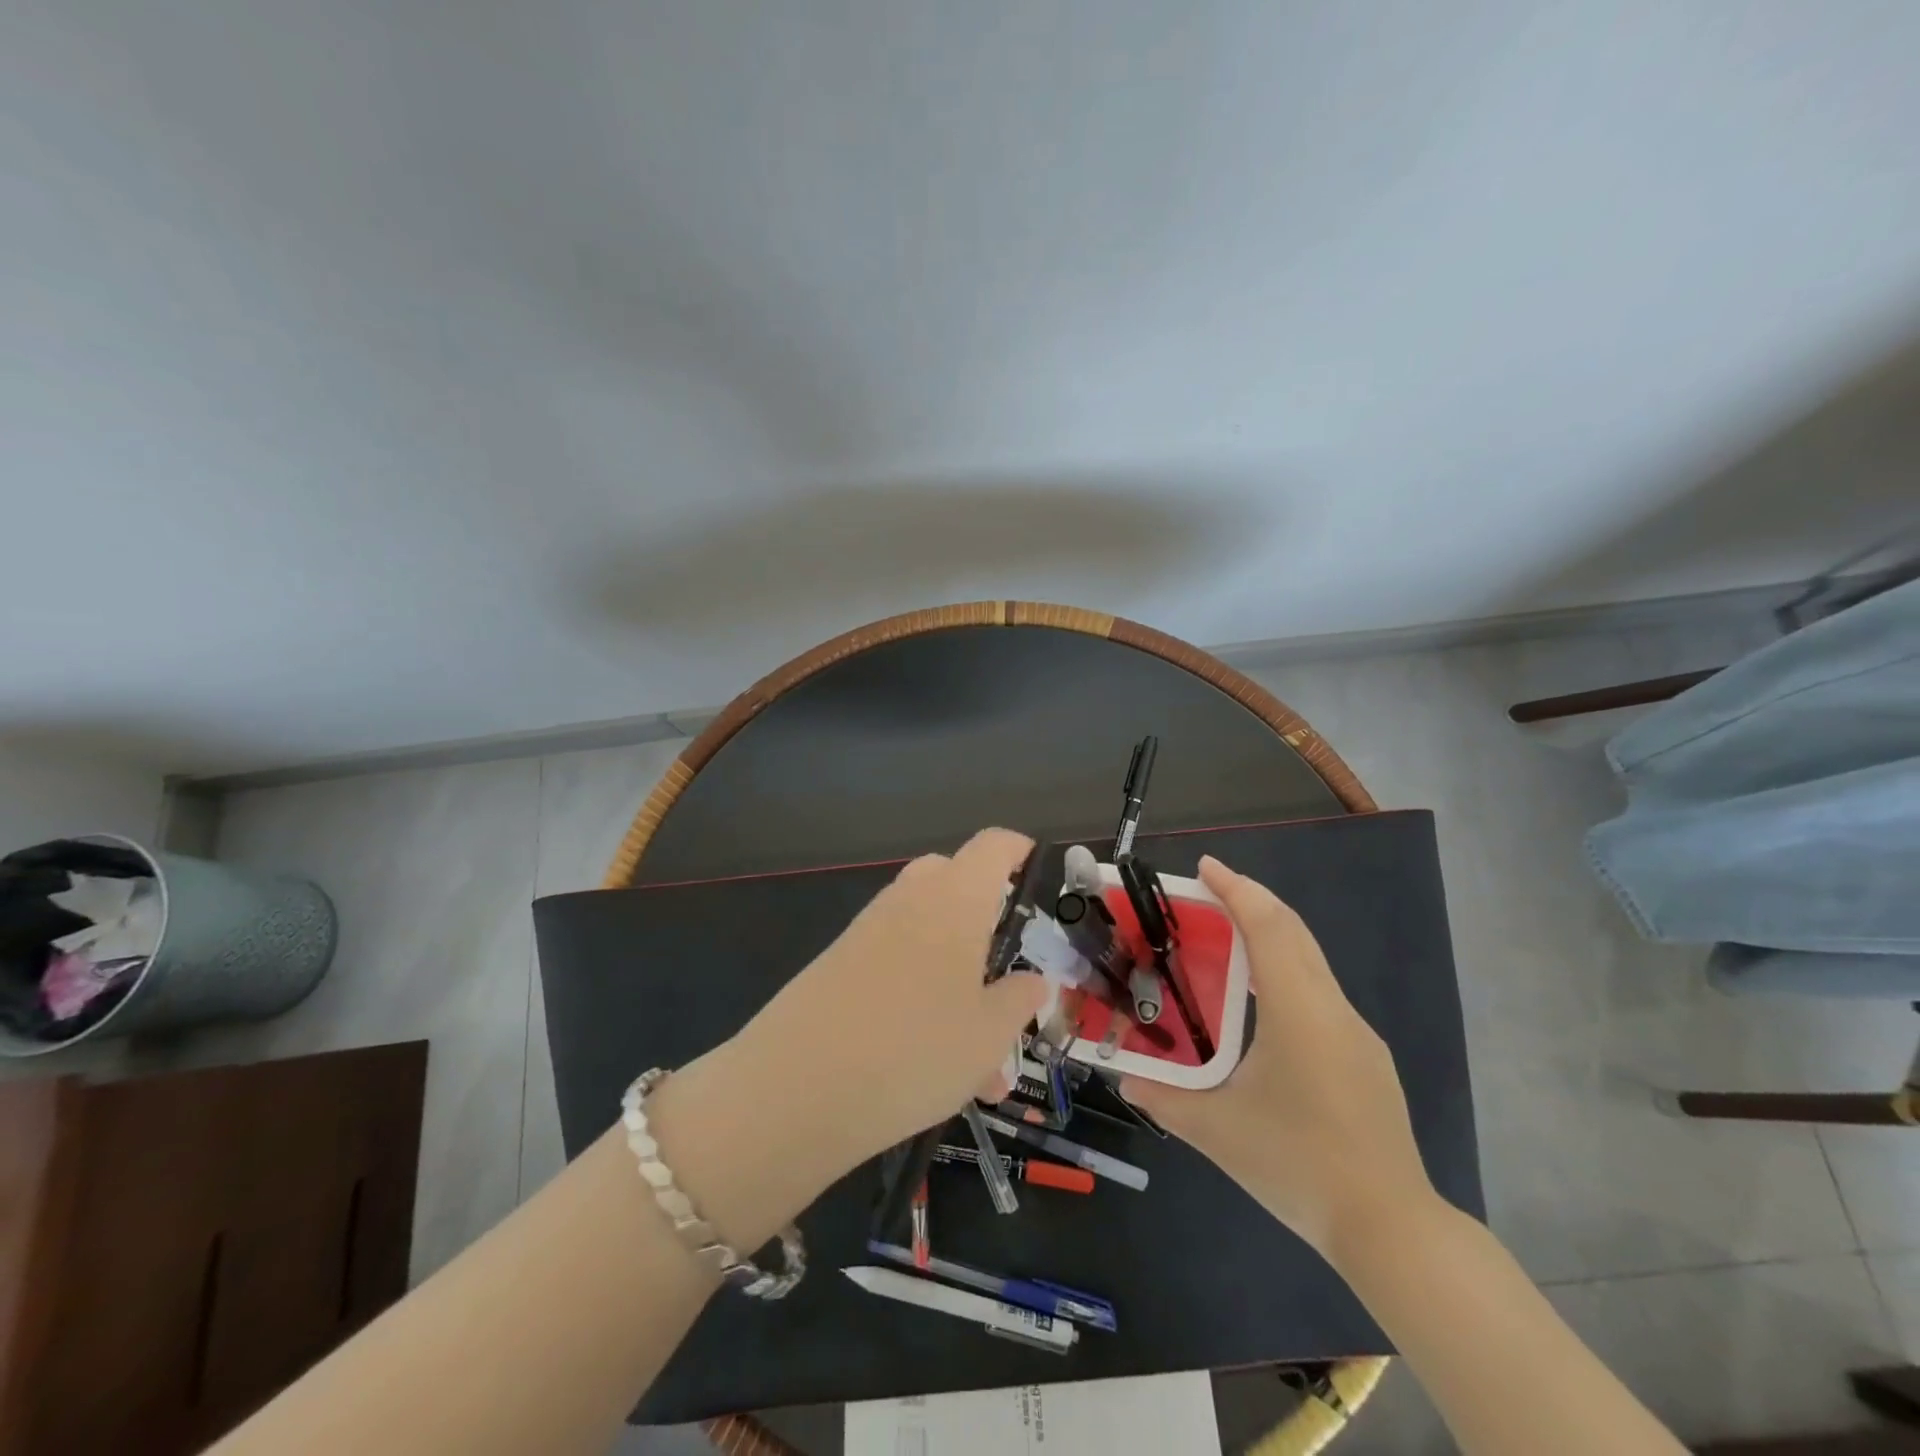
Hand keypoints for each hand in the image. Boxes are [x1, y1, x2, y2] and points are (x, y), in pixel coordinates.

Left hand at [730, 828, 1049, 1174]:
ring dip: (955, 973)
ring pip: (924, 929)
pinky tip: (931, 1065)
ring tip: (979, 1061)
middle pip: (951, 878)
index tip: (1038, 874)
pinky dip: (920, 995)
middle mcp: (908, 901)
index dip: (1019, 850)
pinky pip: (893, 962)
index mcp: (954, 899)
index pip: (993, 846)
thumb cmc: (914, 1050)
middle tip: (1003, 963)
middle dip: (983, 911)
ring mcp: (867, 931)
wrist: (794, 1090)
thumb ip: (1018, 1001)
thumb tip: (1032, 981)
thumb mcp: (988, 1035)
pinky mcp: (837, 965)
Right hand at [1120, 856, 1435, 1263]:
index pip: (1268, 927)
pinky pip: (1319, 992)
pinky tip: (1260, 1007)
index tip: (1205, 867)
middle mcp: (1332, 1008)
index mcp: (1299, 1011)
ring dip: (1269, 936)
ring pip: (1310, 961)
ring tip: (1224, 941)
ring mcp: (1356, 1034)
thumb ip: (1163, 1098)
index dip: (1237, 889)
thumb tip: (1123, 1078)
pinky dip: (1285, 972)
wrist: (1392, 1228)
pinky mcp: (1365, 1059)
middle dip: (1251, 901)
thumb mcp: (1218, 1131)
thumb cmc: (1298, 1165)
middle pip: (1293, 932)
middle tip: (1206, 893)